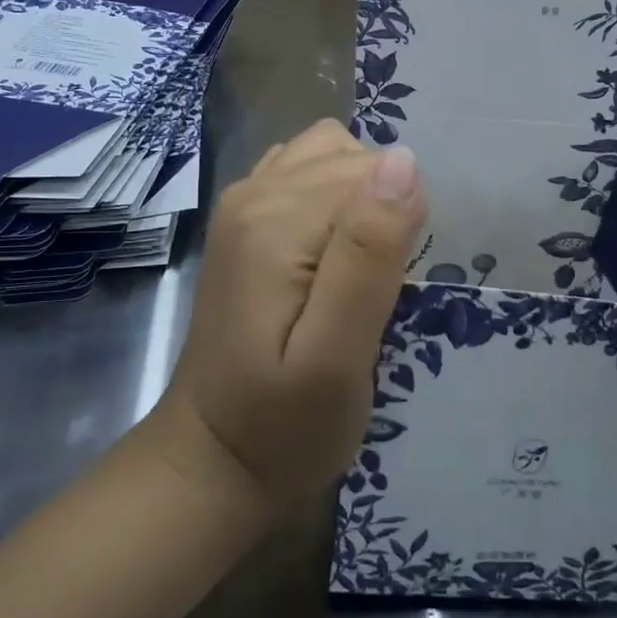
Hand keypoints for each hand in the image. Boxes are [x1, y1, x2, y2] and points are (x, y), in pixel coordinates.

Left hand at [154, 119, 426, 514]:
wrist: (212, 461)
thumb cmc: (284, 426)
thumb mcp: (337, 356)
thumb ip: (368, 254)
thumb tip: (404, 161)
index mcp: (275, 220)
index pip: (372, 172)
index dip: (400, 222)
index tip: (396, 285)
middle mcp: (254, 192)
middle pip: (353, 160)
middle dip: (383, 211)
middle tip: (380, 289)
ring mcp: (244, 202)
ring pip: (334, 156)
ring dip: (363, 199)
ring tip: (364, 266)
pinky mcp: (247, 220)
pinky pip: (308, 172)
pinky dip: (337, 197)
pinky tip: (337, 251)